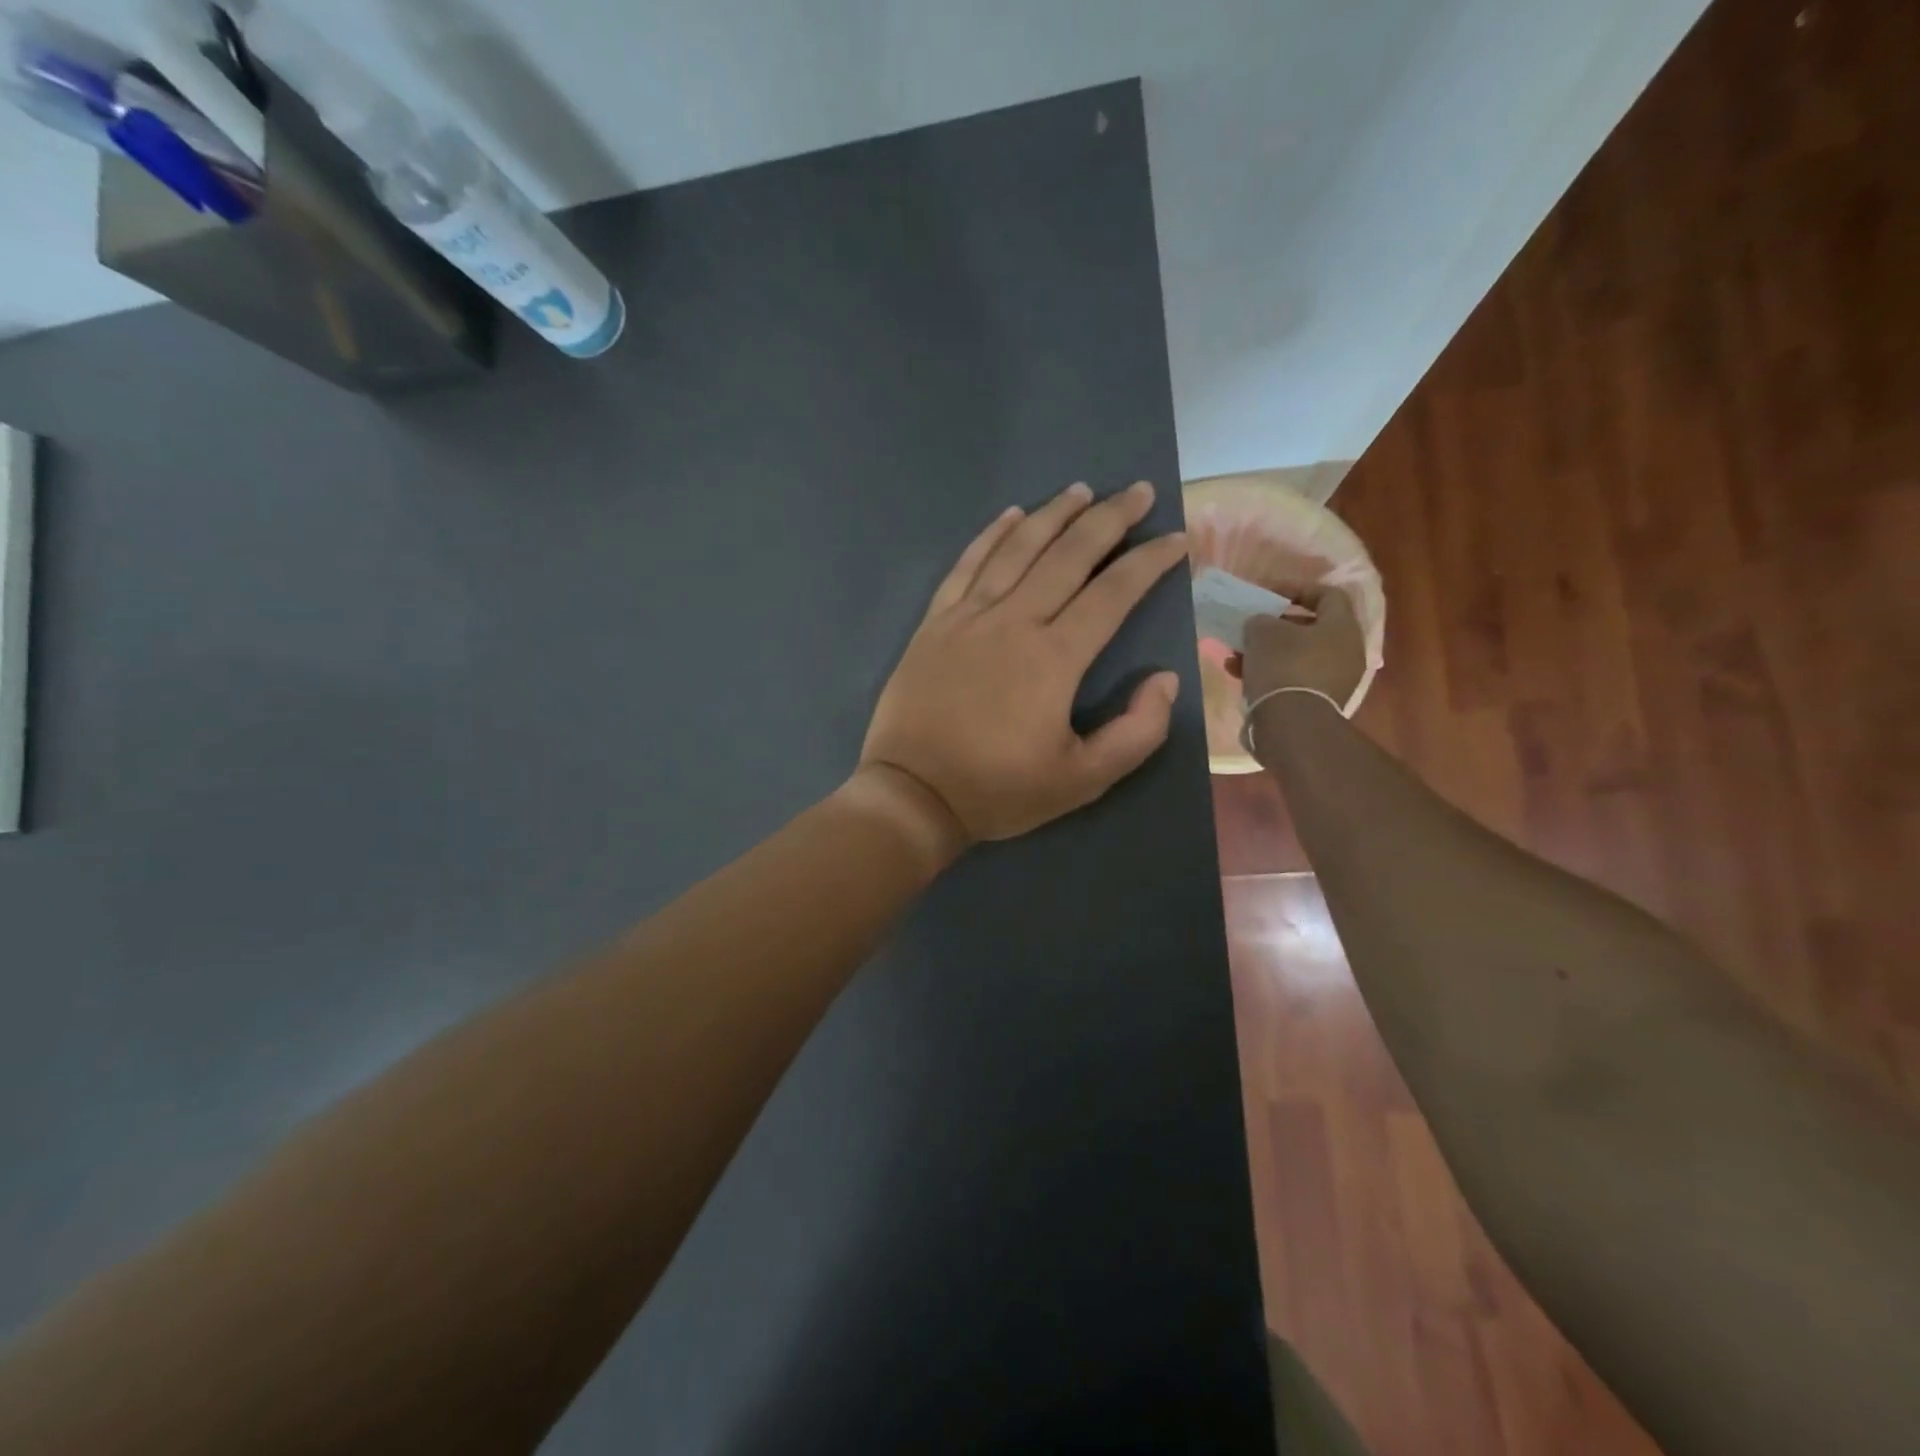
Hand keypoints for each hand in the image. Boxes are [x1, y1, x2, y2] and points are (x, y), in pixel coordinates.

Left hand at [859, 480, 1187, 845]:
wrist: (913, 795)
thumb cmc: (999, 791)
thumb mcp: (1082, 781)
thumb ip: (1136, 732)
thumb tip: (1165, 679)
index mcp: (1054, 657)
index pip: (1113, 593)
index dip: (1150, 562)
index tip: (1177, 539)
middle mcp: (1013, 621)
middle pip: (1068, 555)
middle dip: (1109, 519)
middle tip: (1137, 491)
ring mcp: (968, 617)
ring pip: (1017, 549)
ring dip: (1053, 515)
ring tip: (1081, 490)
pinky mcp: (934, 623)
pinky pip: (966, 565)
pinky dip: (990, 536)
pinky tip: (1010, 516)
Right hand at [1238, 589, 1366, 708]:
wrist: (1291, 725)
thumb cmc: (1283, 666)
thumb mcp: (1263, 632)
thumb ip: (1261, 619)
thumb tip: (1261, 624)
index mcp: (1342, 627)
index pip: (1327, 594)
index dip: (1296, 589)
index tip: (1267, 594)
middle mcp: (1346, 652)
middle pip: (1309, 628)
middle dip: (1275, 626)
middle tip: (1251, 626)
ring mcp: (1333, 680)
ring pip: (1296, 655)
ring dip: (1266, 652)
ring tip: (1236, 655)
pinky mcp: (1317, 703)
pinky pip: (1291, 678)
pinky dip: (1268, 673)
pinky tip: (1239, 676)